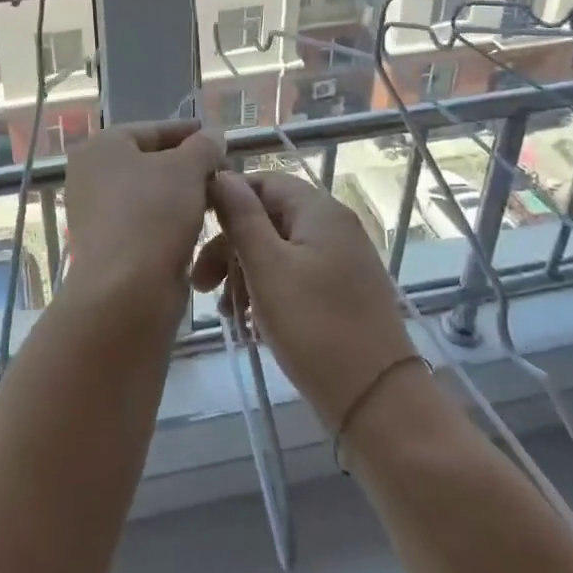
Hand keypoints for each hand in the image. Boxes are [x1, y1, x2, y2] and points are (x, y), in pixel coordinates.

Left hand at [64, 120, 224, 310]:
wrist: (126, 289)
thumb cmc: (153, 213)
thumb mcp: (187, 168)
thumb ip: (203, 146)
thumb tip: (213, 136)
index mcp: (101, 146)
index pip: (152, 129)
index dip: (188, 132)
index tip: (219, 138)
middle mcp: (91, 175)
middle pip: (150, 161)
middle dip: (188, 165)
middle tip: (224, 170)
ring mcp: (97, 212)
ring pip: (150, 194)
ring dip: (183, 194)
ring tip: (220, 197)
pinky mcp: (109, 245)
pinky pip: (147, 222)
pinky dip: (172, 220)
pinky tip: (200, 224)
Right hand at [194, 172, 415, 429]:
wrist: (376, 399)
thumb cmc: (314, 326)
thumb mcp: (267, 267)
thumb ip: (241, 217)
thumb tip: (221, 174)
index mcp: (319, 210)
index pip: (263, 182)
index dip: (226, 200)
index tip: (195, 231)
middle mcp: (334, 226)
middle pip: (268, 218)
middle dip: (230, 247)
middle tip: (200, 285)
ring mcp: (342, 260)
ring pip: (278, 250)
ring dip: (244, 273)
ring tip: (226, 312)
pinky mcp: (342, 291)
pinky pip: (295, 276)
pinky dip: (268, 290)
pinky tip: (250, 322)